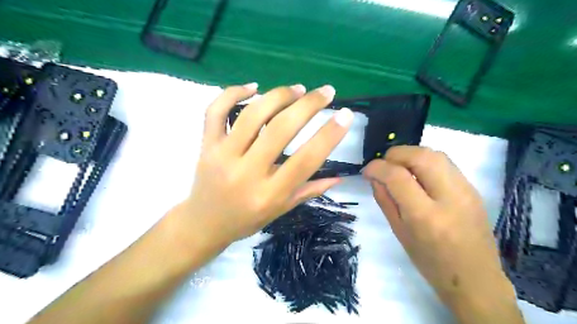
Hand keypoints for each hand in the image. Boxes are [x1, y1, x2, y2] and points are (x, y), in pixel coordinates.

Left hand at [171, 82, 354, 247]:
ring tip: (297, 89)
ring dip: (278, 96)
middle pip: (281, 130)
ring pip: (252, 115)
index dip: (329, 135)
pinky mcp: (206, 145)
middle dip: (308, 105)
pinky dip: (232, 92)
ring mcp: (222, 156)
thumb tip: (340, 177)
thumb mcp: (281, 210)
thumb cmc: (246, 220)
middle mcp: (247, 173)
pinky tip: (253, 86)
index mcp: (270, 194)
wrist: (203, 224)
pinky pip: (215, 111)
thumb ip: (309, 191)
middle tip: (326, 92)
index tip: (345, 115)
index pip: (306, 160)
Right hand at [361, 145, 520, 323]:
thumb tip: (374, 177)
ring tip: (399, 167)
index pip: (397, 177)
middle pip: (420, 156)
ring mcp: (466, 190)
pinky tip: (417, 174)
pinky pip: (445, 163)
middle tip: (384, 164)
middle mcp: (449, 197)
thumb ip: (385, 200)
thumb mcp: (399, 232)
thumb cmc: (430, 262)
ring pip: (435, 154)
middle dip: (395, 154)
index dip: (377, 167)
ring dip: (411, 154)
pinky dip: (425, 161)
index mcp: (425, 216)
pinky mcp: (473, 188)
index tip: (367, 170)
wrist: (475, 278)